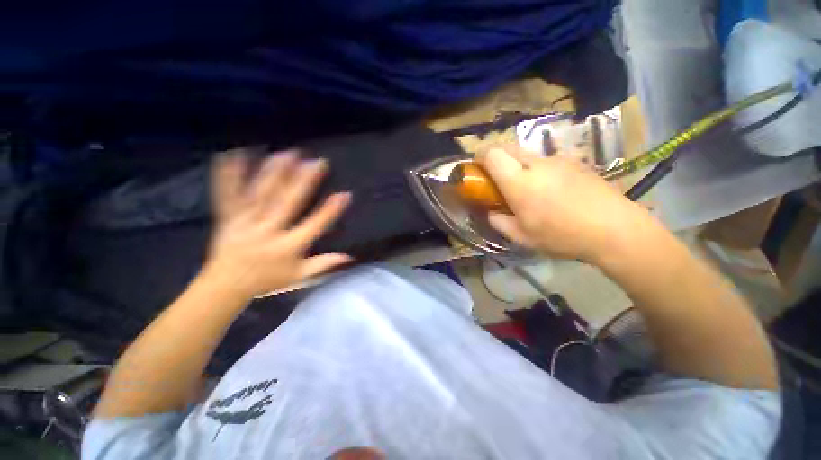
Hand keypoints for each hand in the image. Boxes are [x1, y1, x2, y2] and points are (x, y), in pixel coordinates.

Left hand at [203, 149, 351, 297]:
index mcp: (288, 246)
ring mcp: (245, 223)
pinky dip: (228, 174)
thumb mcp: (300, 277)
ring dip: (274, 173)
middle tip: (316, 162)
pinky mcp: (227, 218)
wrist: (225, 287)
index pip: (314, 225)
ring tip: (286, 154)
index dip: (330, 210)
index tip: (344, 194)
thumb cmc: (268, 281)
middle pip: (288, 203)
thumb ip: (324, 265)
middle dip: (304, 181)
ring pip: (261, 194)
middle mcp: (268, 231)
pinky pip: (227, 195)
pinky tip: (231, 155)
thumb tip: (349, 256)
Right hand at [476, 147, 654, 262]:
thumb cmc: (562, 235)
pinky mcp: (575, 161)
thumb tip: (492, 213)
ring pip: (527, 153)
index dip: (480, 157)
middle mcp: (536, 164)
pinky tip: (551, 190)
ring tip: (527, 189)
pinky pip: (546, 160)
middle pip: (508, 146)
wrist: (615, 229)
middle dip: (496, 157)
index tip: (478, 170)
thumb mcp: (522, 237)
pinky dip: (538, 170)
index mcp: (519, 182)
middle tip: (497, 179)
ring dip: (518, 165)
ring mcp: (558, 160)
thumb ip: (499, 222)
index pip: (492, 153)